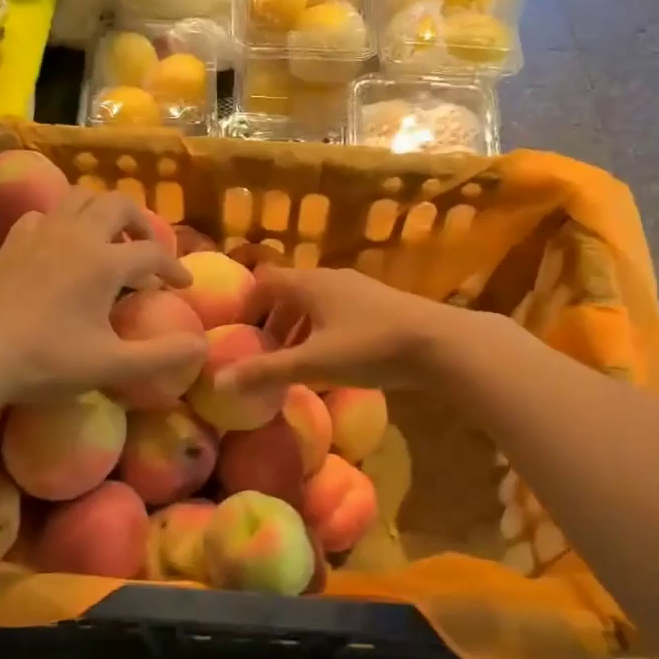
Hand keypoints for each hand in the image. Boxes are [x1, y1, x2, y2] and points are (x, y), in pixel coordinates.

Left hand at [0, 191, 203, 401]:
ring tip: (108, 240)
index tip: (183, 286)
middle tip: (147, 250)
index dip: (174, 268)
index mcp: (105, 262)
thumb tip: (203, 346)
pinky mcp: (12, 241)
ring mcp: (41, 233)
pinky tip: (61, 245)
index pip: (153, 253)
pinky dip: (63, 221)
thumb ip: (162, 356)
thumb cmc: (46, 360)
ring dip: (102, 212)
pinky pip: (44, 214)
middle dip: (140, 223)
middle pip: (118, 205)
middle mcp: (77, 235)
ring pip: (80, 198)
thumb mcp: (111, 366)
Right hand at [219, 264, 469, 393]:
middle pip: (289, 292)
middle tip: (263, 353)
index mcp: (309, 283)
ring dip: (298, 327)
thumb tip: (219, 381)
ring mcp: (358, 289)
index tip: (238, 333)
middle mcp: (331, 278)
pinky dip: (323, 330)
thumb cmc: (369, 346)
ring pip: (315, 303)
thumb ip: (267, 372)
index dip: (247, 304)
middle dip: (272, 320)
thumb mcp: (313, 362)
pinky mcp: (380, 305)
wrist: (439, 343)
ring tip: (293, 360)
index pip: (265, 281)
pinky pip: (338, 312)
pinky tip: (331, 359)